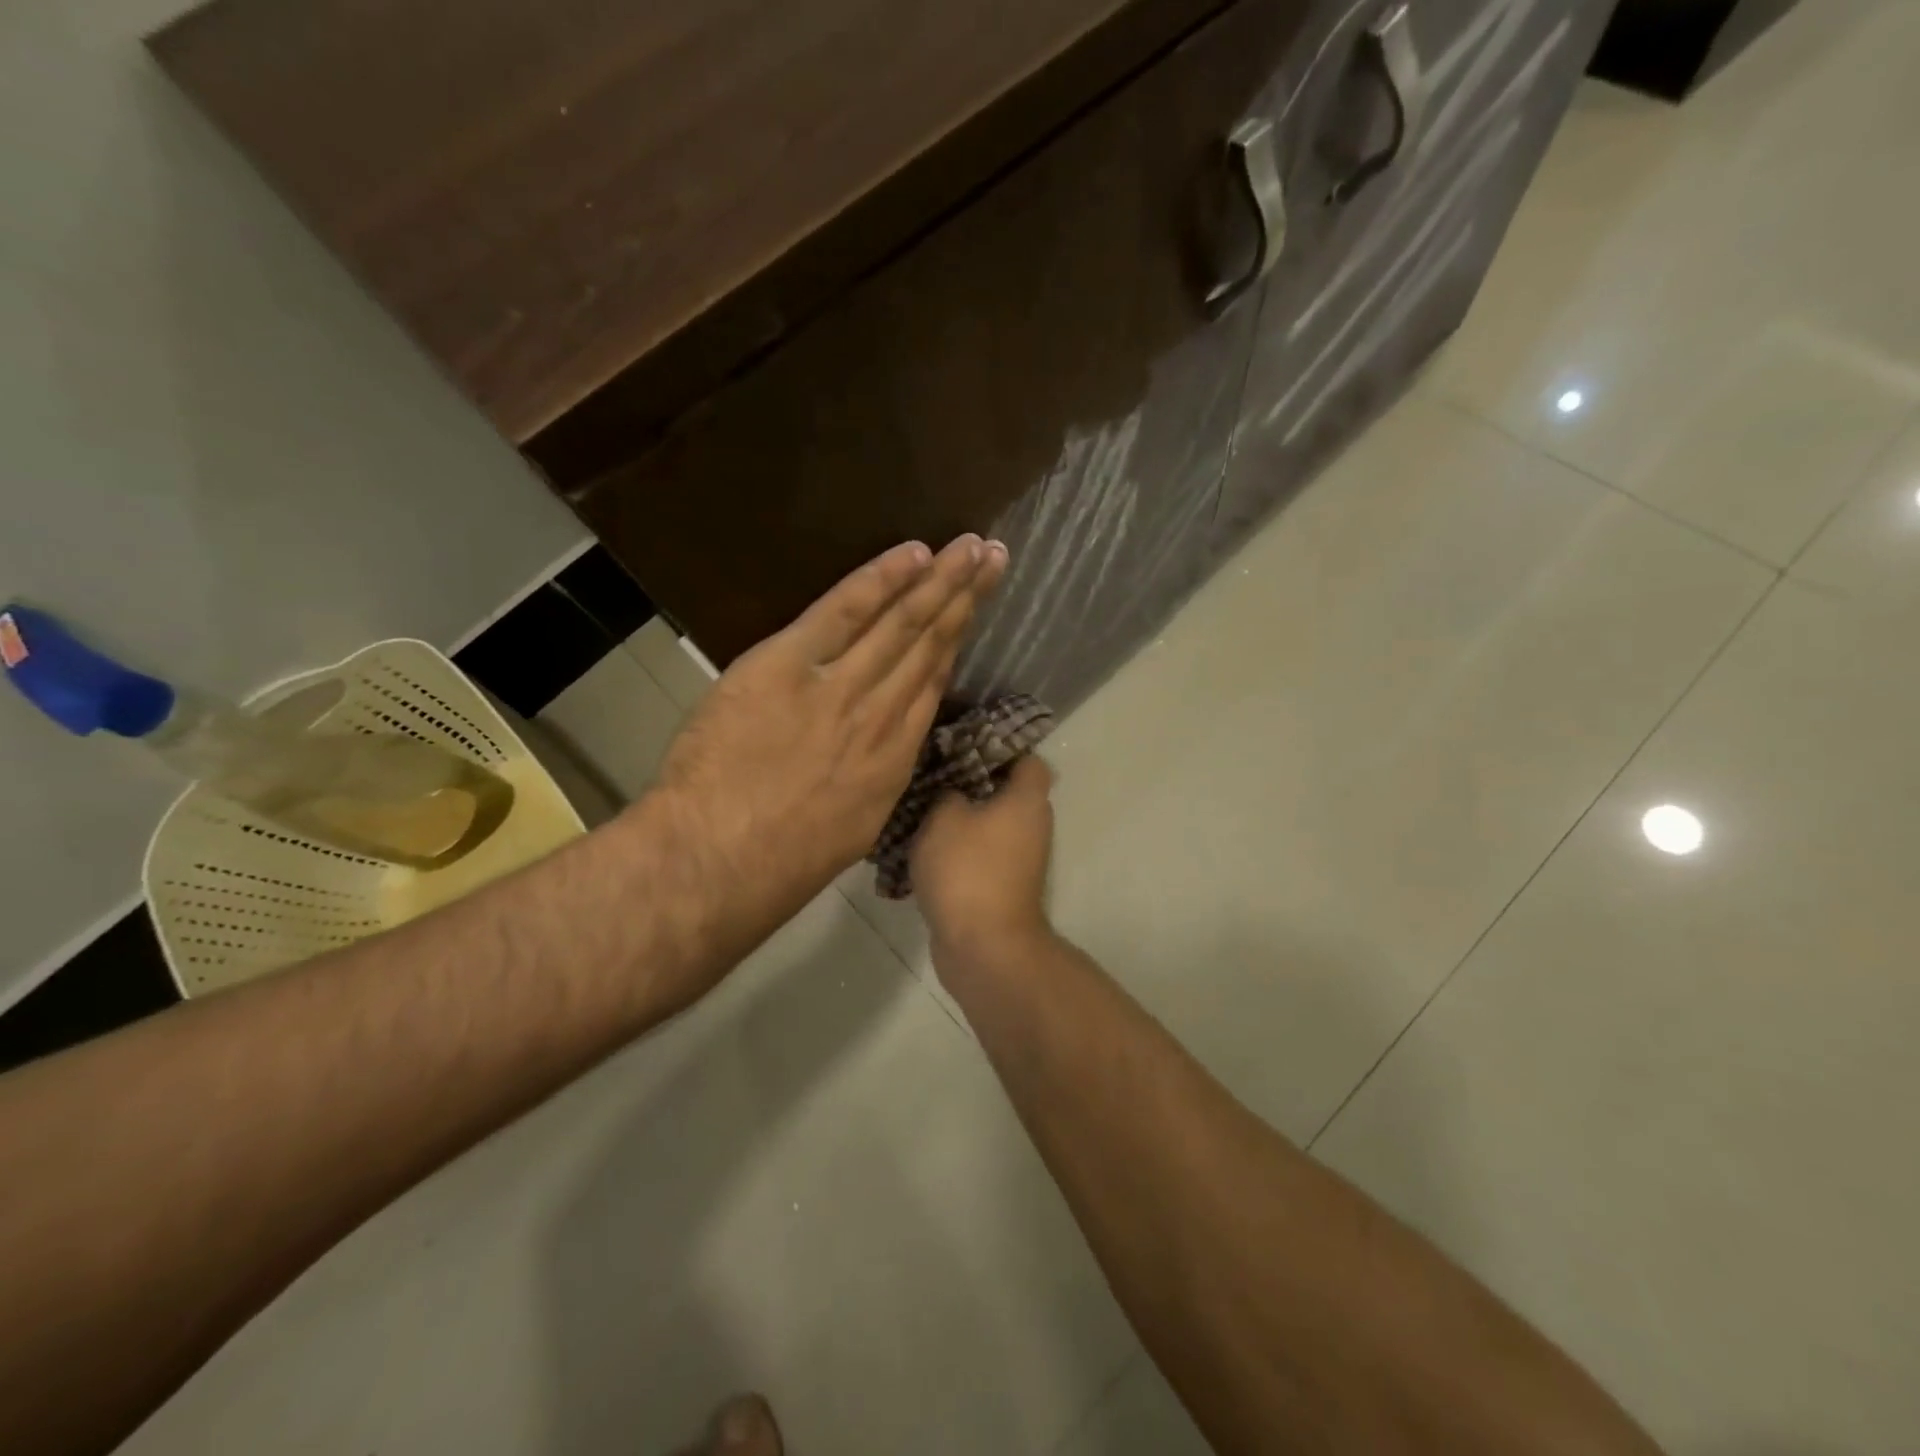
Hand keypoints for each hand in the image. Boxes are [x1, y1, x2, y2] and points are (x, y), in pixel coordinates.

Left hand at [649, 534, 1007, 962]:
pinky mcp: (788, 665)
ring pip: (901, 624)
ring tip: (971, 547)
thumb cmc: (781, 862)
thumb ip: (873, 782)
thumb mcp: (851, 829)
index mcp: (893, 759)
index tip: (973, 611)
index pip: (931, 685)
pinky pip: (843, 612)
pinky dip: (880, 580)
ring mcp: (839, 687)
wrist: (721, 860)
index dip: (955, 644)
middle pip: (930, 645)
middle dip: (965, 598)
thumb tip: (881, 753)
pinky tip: (912, 554)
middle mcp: (881, 715)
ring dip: (940, 580)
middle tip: (994, 556)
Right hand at [912, 754, 1055, 971]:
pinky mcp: (1001, 886)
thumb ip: (947, 792)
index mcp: (1027, 800)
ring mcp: (1019, 859)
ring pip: (988, 824)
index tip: (961, 742)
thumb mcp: (944, 817)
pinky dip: (956, 851)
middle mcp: (1032, 826)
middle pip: (1004, 791)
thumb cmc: (968, 869)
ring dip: (959, 819)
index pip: (1026, 758)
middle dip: (969, 782)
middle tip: (931, 773)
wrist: (983, 946)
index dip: (998, 746)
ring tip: (918, 808)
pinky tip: (921, 847)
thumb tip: (953, 793)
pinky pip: (978, 855)